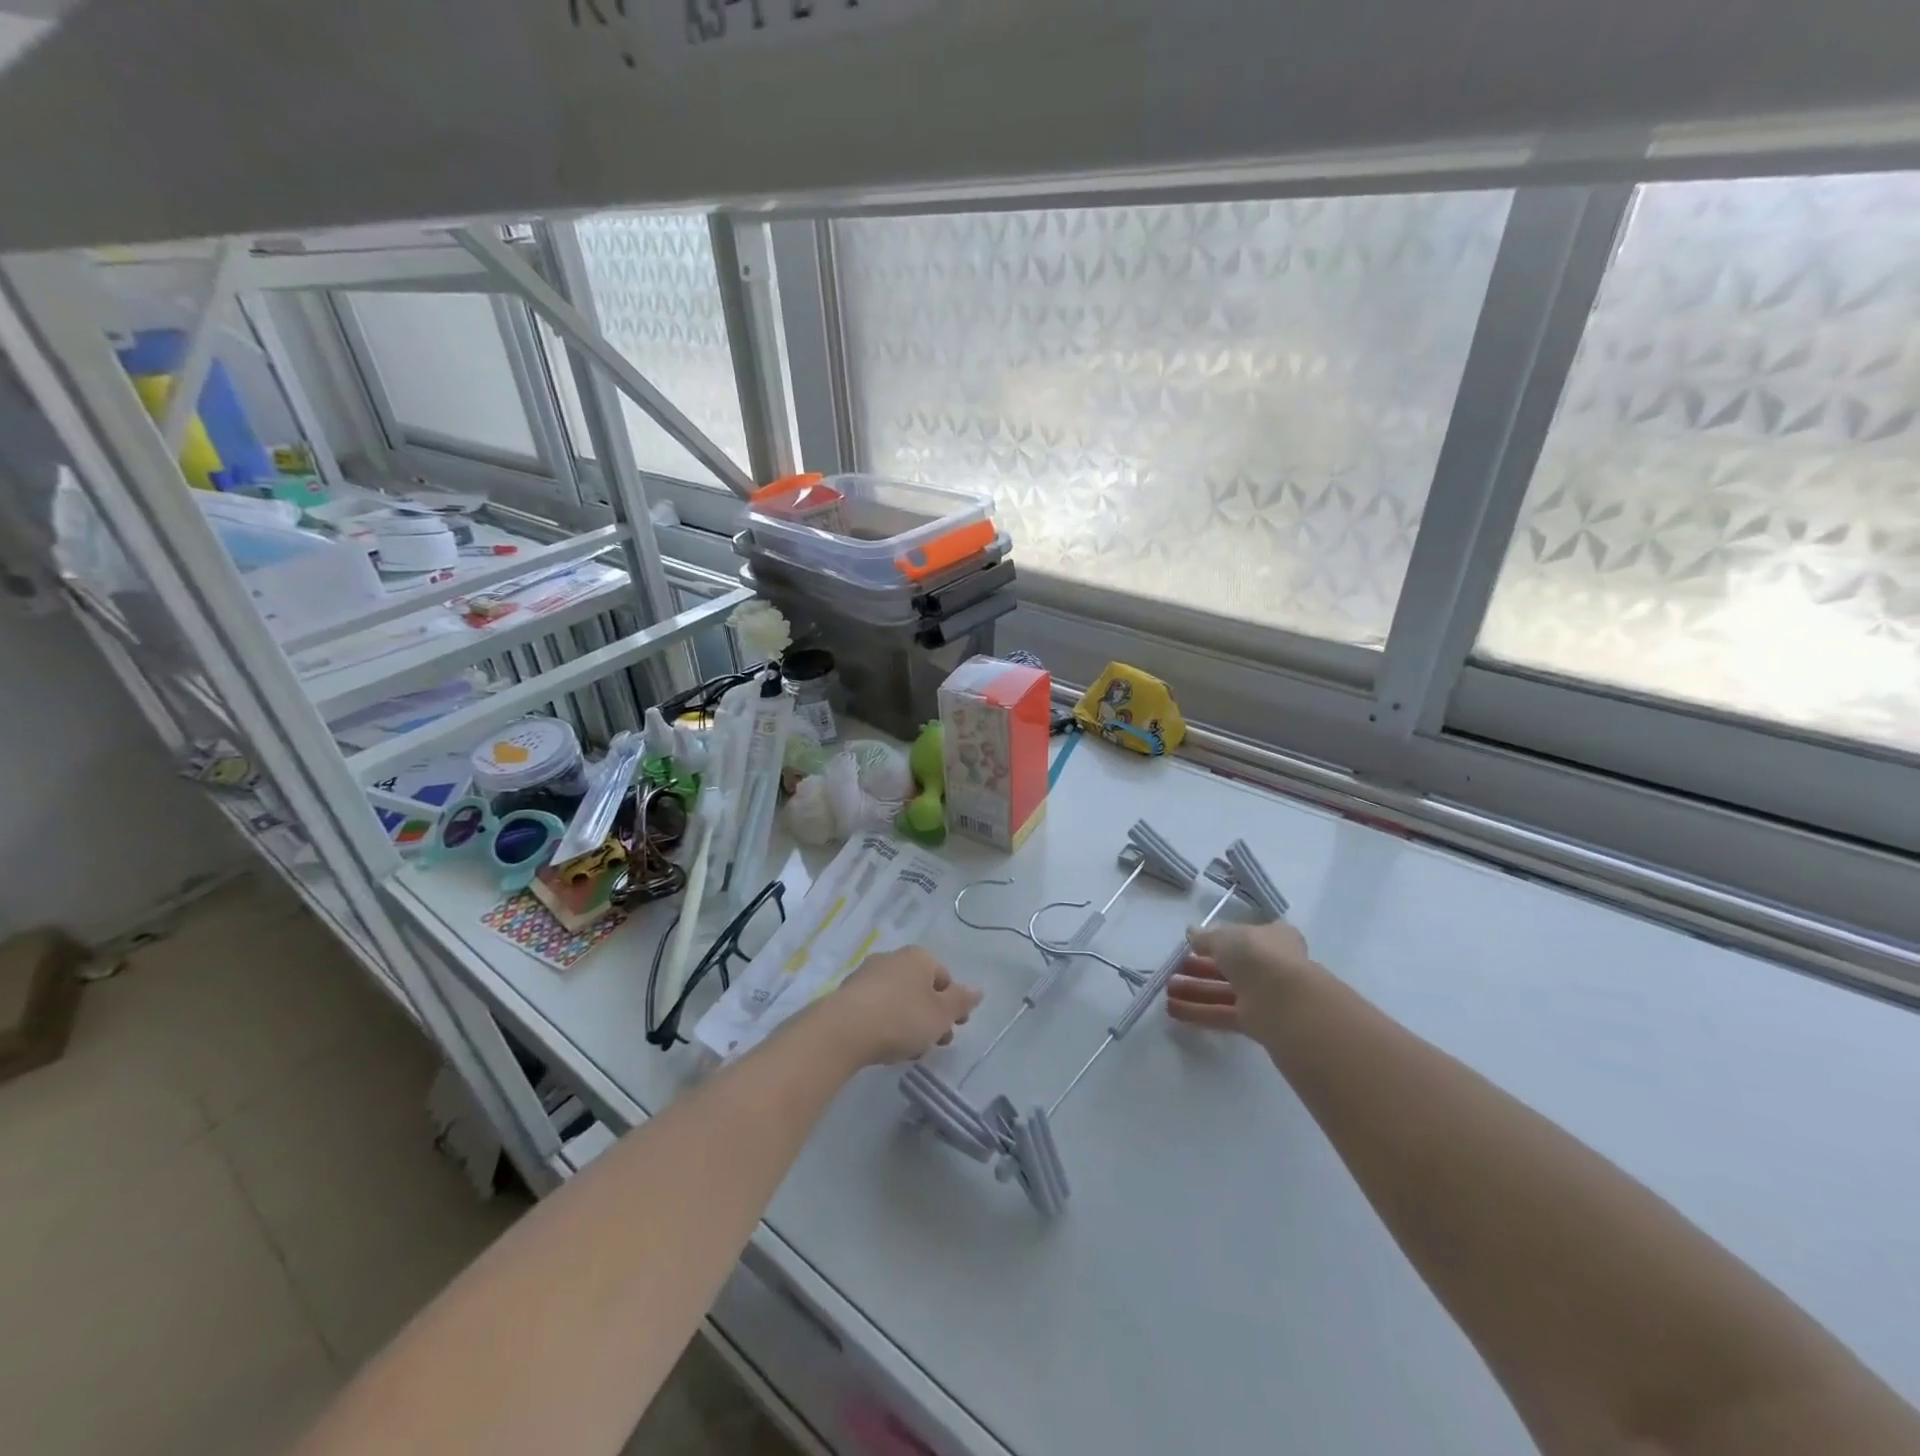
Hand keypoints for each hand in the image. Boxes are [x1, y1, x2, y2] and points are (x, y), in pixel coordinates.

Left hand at [818, 946, 982, 1067]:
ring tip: (910, 1051)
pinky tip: (886, 1047)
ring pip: (898, 999)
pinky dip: (886, 1024)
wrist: (844, 1030)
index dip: (953, 1003)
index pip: (944, 977)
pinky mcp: (847, 996)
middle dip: (931, 1015)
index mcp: (918, 957)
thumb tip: (978, 990)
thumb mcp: (941, 1014)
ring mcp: (867, 975)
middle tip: (936, 1042)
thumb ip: (961, 1002)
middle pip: (920, 988)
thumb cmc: (902, 1017)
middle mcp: (892, 958)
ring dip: (909, 1022)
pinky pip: (876, 1009)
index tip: (956, 1027)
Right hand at [1165, 920, 1317, 1041]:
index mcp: (1271, 938)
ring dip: (1195, 990)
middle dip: (1199, 968)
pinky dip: (1199, 1012)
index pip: (1243, 937)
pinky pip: (1224, 1015)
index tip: (1193, 945)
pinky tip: (1173, 1010)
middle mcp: (1271, 966)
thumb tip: (1192, 934)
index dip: (1217, 940)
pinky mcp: (1258, 1023)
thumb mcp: (1224, 937)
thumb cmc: (1256, 955)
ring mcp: (1265, 996)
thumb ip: (1205, 937)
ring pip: (1225, 992)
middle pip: (1230, 967)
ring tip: (1166, 990)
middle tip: (1173, 969)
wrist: (1285, 1002)